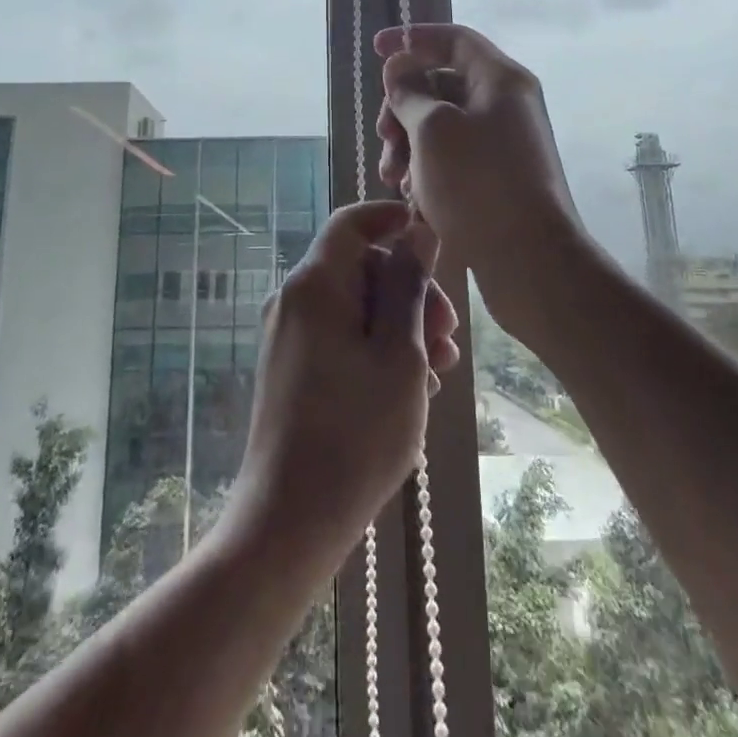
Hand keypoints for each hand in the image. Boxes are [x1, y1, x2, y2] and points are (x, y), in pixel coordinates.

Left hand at [225, 201, 459, 576]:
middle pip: (359, 267)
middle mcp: (293, 300)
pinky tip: (410, 387)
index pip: (351, 223)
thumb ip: (409, 285)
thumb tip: (417, 232)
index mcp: (315, 285)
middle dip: (409, 290)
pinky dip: (375, 347)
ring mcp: (288, 336)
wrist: (290, 519)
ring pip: (354, 305)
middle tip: (449, 335)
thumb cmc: (356, 433)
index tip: (430, 235)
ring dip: (400, 325)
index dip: (390, 218)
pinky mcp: (291, 368)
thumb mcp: (399, 354)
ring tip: (439, 369)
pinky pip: (339, 336)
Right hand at [375, 24, 586, 339]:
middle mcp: (506, 105)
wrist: (530, 261)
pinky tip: (412, 195)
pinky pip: (453, 157)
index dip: (412, 39)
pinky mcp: (497, 178)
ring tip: (393, 176)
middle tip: (383, 134)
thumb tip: (400, 70)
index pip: (453, 39)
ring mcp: (503, 143)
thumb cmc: (478, 184)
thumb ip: (409, 92)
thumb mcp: (432, 129)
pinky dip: (427, 168)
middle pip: (443, 84)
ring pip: (442, 125)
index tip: (376, 50)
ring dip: (408, 143)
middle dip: (403, 105)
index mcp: (500, 80)